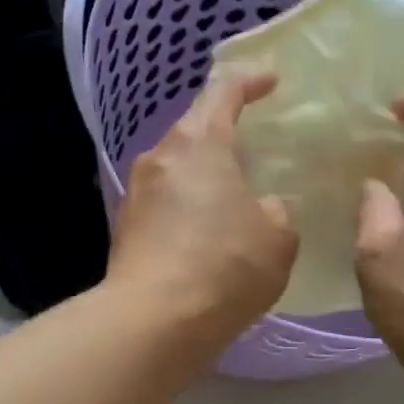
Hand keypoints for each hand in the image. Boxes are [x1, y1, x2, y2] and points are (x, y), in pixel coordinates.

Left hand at [107, 72, 297, 340]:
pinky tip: (206, 227)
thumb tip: (261, 208)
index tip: (271, 81)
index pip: (223, 92)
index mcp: (200, 144)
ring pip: (177, 164)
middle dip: (224, 128)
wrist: (153, 321)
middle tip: (255, 140)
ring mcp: (137, 191)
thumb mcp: (278, 238)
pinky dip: (188, 201)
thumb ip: (276, 211)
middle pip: (194, 127)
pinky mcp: (126, 226)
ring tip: (232, 188)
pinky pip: (165, 198)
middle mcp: (161, 157)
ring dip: (204, 169)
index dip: (250, 82)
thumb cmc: (225, 267)